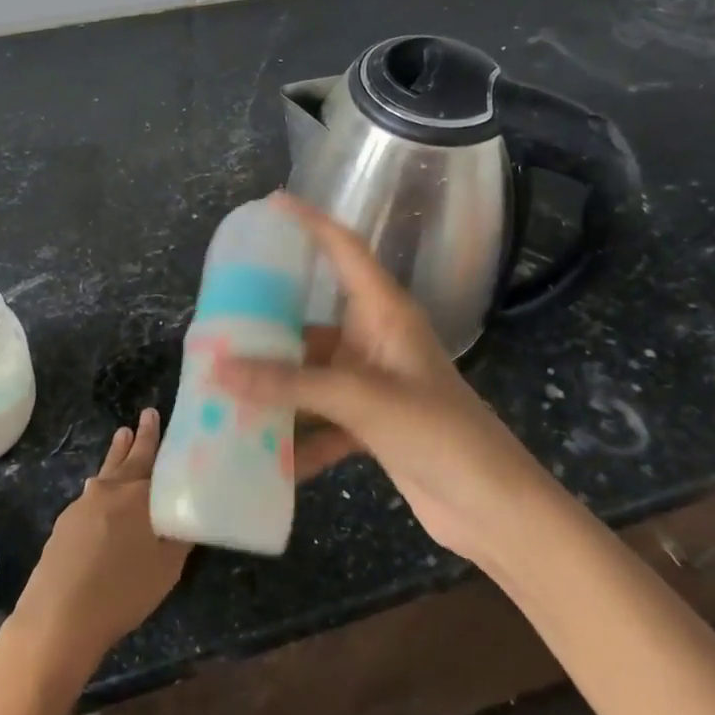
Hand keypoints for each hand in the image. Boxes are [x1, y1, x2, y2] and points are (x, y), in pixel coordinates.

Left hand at [9, 409, 190, 680]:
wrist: (57, 618)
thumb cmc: (122, 592)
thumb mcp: (166, 568)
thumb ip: (179, 536)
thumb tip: (186, 514)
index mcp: (139, 494)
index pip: (154, 458)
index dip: (159, 438)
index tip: (157, 414)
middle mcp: (110, 489)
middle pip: (128, 457)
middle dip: (139, 436)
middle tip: (146, 414)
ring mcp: (82, 504)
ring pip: (106, 472)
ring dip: (116, 455)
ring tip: (122, 437)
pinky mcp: (64, 524)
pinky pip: (90, 496)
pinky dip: (101, 488)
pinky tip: (101, 495)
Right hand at [219, 194, 535, 564]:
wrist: (496, 509)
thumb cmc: (440, 434)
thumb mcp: (363, 400)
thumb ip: (291, 384)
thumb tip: (219, 369)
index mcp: (385, 313)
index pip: (345, 250)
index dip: (311, 222)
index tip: (271, 204)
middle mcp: (376, 341)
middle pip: (313, 321)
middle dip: (269, 326)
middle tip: (219, 322)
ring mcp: (374, 385)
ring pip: (311, 376)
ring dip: (276, 388)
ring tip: (224, 390)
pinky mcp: (372, 425)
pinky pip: (322, 421)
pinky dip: (298, 438)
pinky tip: (262, 458)